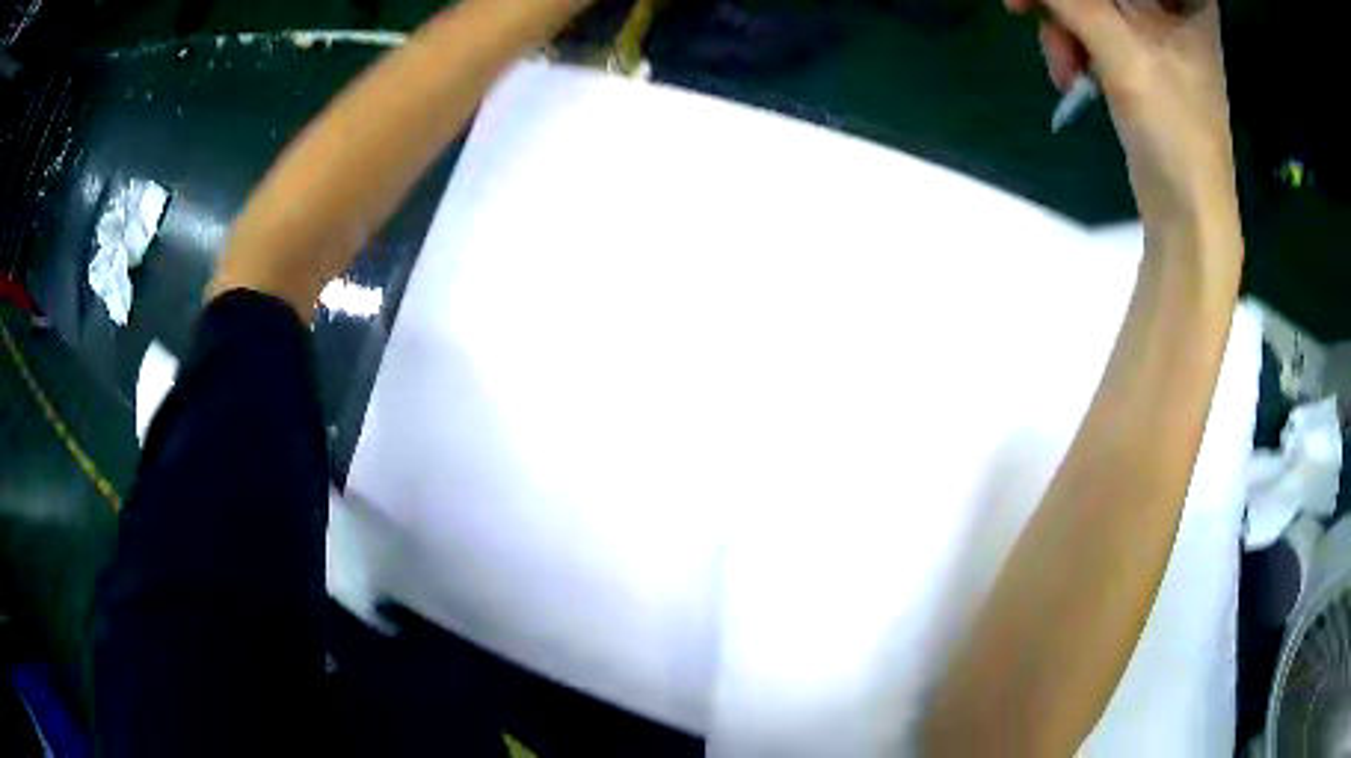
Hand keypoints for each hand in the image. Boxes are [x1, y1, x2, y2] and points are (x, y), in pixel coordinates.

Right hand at [1010, 0, 1236, 228]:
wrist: (1187, 213)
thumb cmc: (1175, 131)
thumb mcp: (1121, 53)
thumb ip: (1071, 0)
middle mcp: (1170, 7)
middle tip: (1023, 7)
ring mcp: (1155, 33)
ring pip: (1092, 3)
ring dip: (1062, 26)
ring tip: (1062, 65)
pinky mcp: (1139, 57)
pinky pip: (1091, 28)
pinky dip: (1073, 45)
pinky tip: (1070, 73)